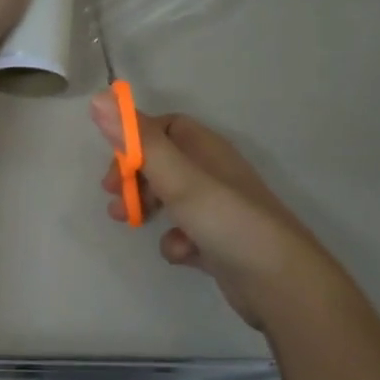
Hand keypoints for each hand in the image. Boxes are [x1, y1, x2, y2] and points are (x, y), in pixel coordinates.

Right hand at [91, 101, 337, 328]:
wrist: (280, 282)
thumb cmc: (226, 220)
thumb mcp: (178, 177)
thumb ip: (139, 141)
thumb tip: (99, 97)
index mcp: (207, 150)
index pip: (165, 128)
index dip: (135, 141)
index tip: (114, 164)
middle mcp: (214, 175)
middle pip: (164, 164)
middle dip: (135, 179)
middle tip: (113, 199)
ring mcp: (218, 211)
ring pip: (172, 200)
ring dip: (148, 208)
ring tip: (130, 223)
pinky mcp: (219, 244)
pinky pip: (186, 235)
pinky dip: (176, 242)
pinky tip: (182, 255)